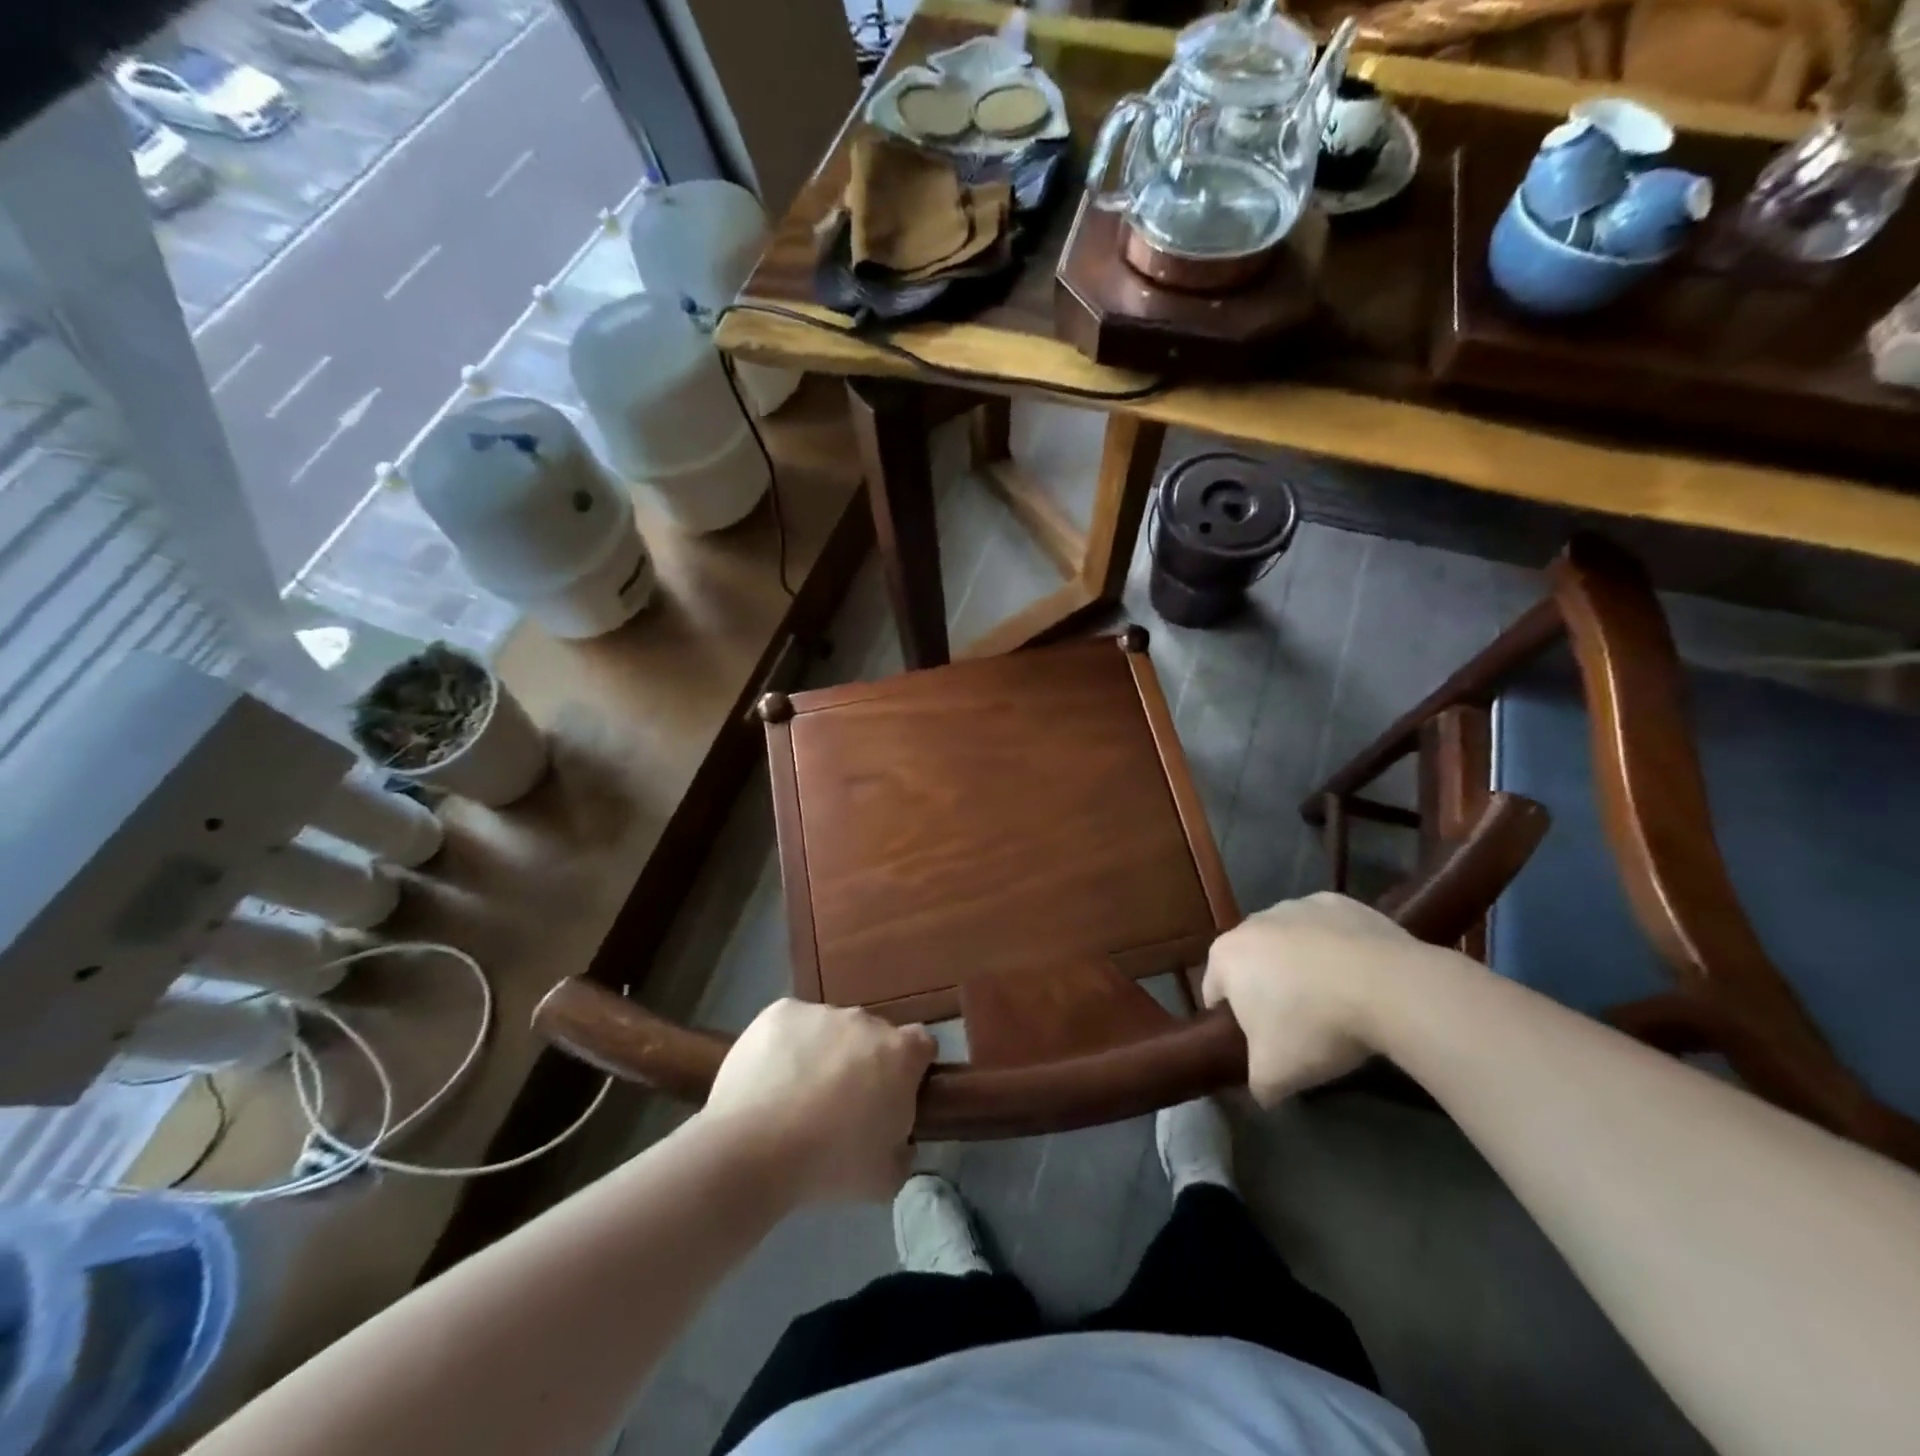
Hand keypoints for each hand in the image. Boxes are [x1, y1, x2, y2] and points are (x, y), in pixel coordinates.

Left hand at [703, 1000, 935, 1203]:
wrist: (754, 1149)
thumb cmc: (830, 1165)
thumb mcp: (886, 1179)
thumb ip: (903, 1150)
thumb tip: (898, 1139)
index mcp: (900, 1053)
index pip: (921, 1046)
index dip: (911, 1069)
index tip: (893, 1096)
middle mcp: (865, 1020)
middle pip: (873, 1036)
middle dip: (864, 1062)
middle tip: (841, 1105)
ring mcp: (821, 1011)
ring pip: (830, 1030)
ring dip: (824, 1053)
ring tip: (796, 1097)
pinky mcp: (781, 1011)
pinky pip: (792, 1026)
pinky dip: (787, 1046)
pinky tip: (770, 1080)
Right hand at [1202, 892, 1440, 1104]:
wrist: (1388, 987)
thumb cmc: (1315, 1026)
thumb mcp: (1275, 1075)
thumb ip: (1256, 1084)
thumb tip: (1262, 1090)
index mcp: (1225, 957)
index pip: (1214, 992)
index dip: (1232, 1022)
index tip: (1259, 1045)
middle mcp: (1253, 922)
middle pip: (1252, 962)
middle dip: (1267, 989)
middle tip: (1297, 1026)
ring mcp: (1296, 905)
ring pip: (1289, 941)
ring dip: (1301, 966)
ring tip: (1334, 1001)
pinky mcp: (1339, 902)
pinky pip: (1328, 930)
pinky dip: (1336, 948)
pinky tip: (1359, 976)